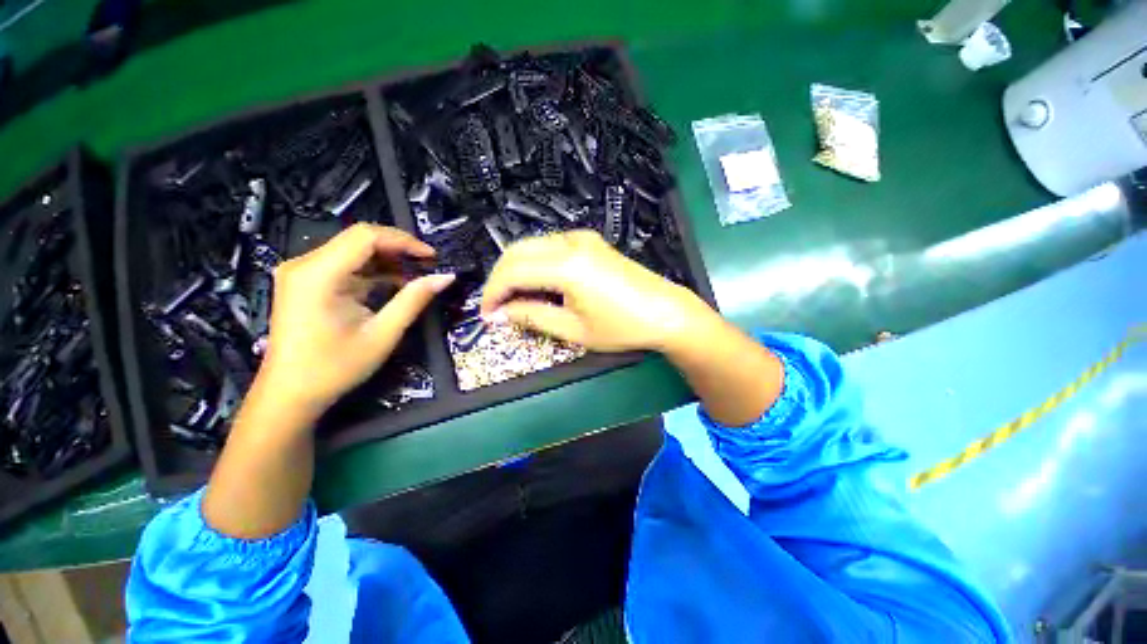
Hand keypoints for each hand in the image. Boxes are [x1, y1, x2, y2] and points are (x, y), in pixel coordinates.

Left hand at [258, 223, 453, 414]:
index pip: (366, 236)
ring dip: (387, 261)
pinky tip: (393, 285)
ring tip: (416, 277)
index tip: (432, 257)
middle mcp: (305, 264)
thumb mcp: (383, 334)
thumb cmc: (336, 367)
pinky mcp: (306, 283)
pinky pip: (345, 265)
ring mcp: (302, 272)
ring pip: (353, 251)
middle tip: (427, 266)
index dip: (404, 241)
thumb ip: (414, 300)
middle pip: (359, 239)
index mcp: (319, 274)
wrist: (290, 394)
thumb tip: (446, 277)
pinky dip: (372, 272)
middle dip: (398, 249)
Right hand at [480, 230, 711, 352]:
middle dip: (499, 279)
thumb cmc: (622, 327)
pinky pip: (550, 246)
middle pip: (516, 251)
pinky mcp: (590, 241)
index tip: (487, 315)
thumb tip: (499, 315)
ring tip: (515, 299)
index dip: (492, 293)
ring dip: (516, 269)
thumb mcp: (573, 330)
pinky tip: (538, 284)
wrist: (665, 312)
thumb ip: (532, 317)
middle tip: (497, 308)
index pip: (512, 271)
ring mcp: (582, 238)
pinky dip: (535, 263)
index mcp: (566, 265)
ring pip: (531, 246)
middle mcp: (570, 242)